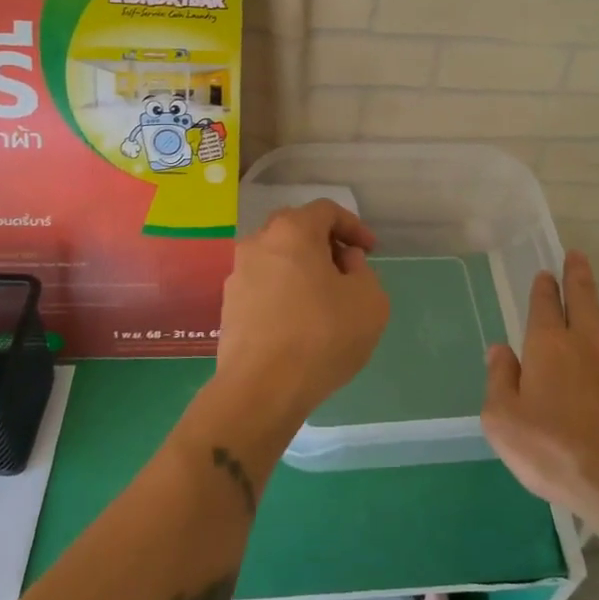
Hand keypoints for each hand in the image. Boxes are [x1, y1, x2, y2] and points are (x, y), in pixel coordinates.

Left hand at [213, 200, 390, 432]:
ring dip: (302, 269)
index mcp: (292, 231)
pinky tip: (300, 321)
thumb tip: (343, 261)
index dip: (353, 226)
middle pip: (296, 230)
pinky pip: (264, 286)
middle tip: (347, 269)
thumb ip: (363, 270)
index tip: (370, 251)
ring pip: (277, 259)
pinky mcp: (229, 307)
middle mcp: (258, 243)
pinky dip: (284, 292)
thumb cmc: (322, 335)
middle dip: (325, 244)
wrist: (262, 389)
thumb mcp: (369, 300)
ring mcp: (237, 275)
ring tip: (325, 299)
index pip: (326, 211)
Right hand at [482, 251, 598, 515]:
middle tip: (576, 257)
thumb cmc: (552, 449)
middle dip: (577, 274)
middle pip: (584, 296)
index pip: (545, 303)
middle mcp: (586, 341)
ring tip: (595, 307)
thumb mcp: (503, 420)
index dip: (543, 287)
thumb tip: (499, 350)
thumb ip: (499, 379)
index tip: (545, 275)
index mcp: (548, 344)